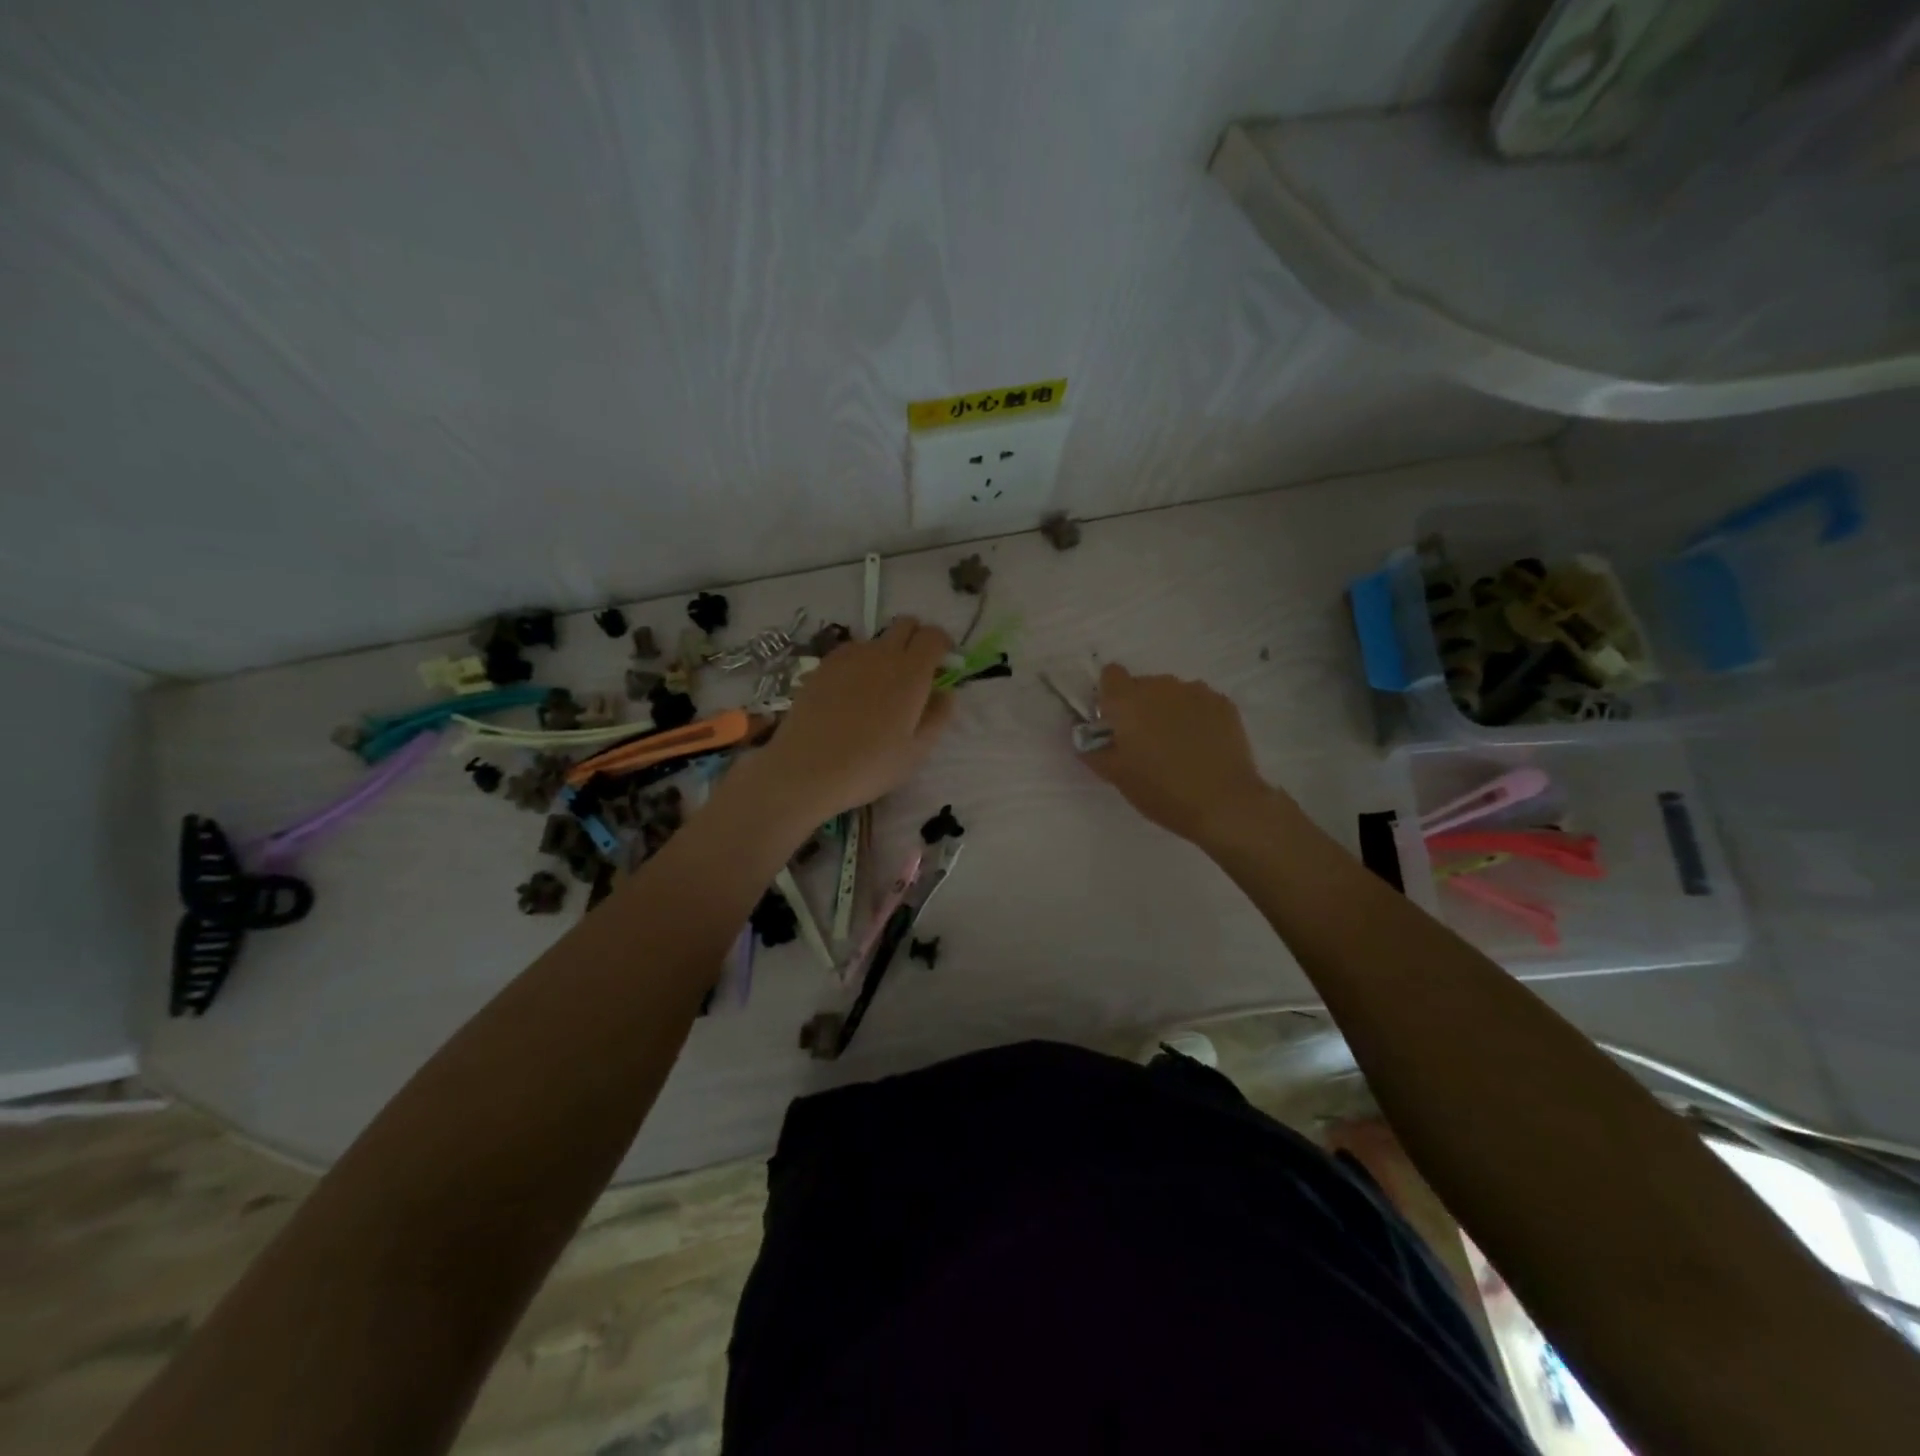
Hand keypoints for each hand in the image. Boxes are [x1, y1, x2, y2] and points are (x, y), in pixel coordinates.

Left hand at [750, 617, 954, 821]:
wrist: (807, 770)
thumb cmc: (870, 766)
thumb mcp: (917, 751)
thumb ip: (938, 716)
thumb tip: (945, 692)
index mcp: (911, 672)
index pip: (934, 636)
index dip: (943, 645)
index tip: (943, 666)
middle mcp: (881, 654)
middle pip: (905, 625)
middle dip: (917, 639)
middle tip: (917, 671)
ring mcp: (848, 657)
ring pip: (876, 639)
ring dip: (887, 652)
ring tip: (880, 687)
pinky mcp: (822, 666)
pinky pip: (850, 652)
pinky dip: (860, 662)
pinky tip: (852, 693)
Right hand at [1082, 663, 1276, 845]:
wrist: (1224, 804)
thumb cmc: (1161, 790)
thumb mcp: (1116, 777)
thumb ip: (1094, 752)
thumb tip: (1087, 741)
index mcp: (1128, 701)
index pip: (1111, 674)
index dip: (1109, 696)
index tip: (1113, 722)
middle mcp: (1161, 686)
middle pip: (1143, 685)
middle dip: (1139, 707)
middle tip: (1145, 742)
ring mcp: (1196, 691)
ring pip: (1172, 693)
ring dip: (1168, 710)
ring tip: (1177, 746)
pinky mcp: (1224, 703)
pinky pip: (1199, 702)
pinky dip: (1195, 717)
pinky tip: (1202, 745)